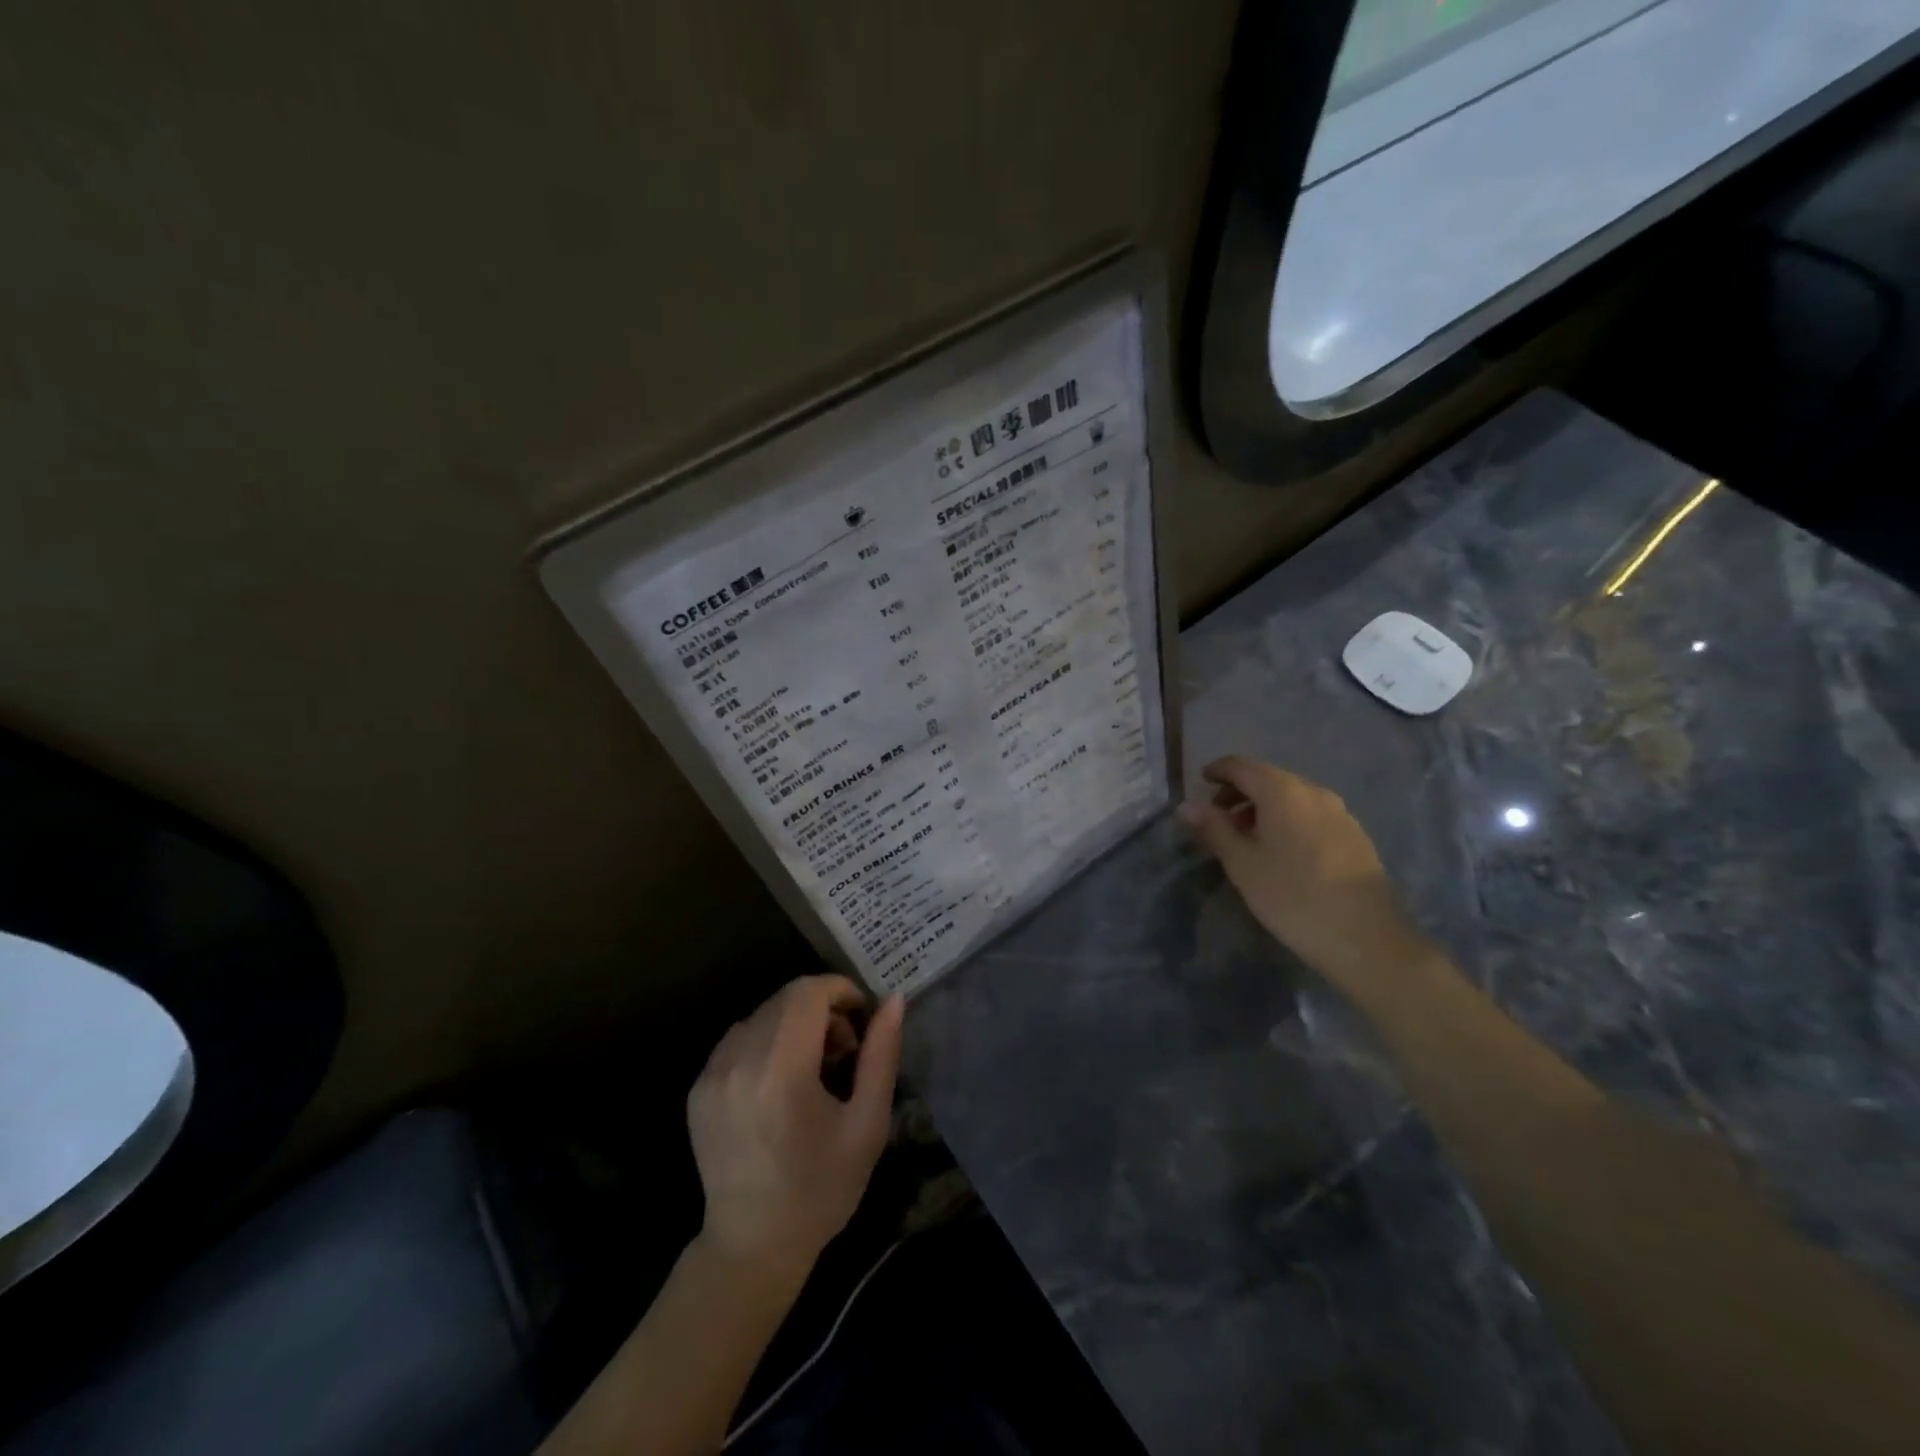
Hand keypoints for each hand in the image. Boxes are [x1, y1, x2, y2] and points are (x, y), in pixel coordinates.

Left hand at [686, 975, 903, 1285]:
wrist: (753, 1245)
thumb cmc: (822, 1188)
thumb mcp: (868, 1124)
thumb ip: (881, 1055)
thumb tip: (894, 1000)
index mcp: (782, 1070)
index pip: (808, 992)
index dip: (840, 990)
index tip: (861, 1017)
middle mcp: (739, 1061)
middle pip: (785, 999)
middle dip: (821, 1008)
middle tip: (843, 1050)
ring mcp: (712, 1074)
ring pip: (762, 1015)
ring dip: (793, 1023)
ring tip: (811, 1067)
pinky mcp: (698, 1088)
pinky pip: (738, 1038)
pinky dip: (765, 1041)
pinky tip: (778, 1081)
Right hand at [1180, 756, 1424, 992]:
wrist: (1365, 938)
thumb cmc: (1292, 897)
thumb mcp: (1242, 864)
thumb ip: (1214, 829)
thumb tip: (1187, 806)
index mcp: (1282, 791)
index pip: (1242, 766)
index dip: (1218, 770)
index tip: (1200, 783)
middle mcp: (1313, 791)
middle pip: (1268, 777)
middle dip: (1239, 791)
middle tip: (1217, 817)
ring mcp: (1339, 812)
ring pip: (1291, 796)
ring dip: (1263, 807)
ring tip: (1246, 837)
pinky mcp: (1354, 834)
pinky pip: (1310, 813)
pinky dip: (1287, 819)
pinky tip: (1281, 850)